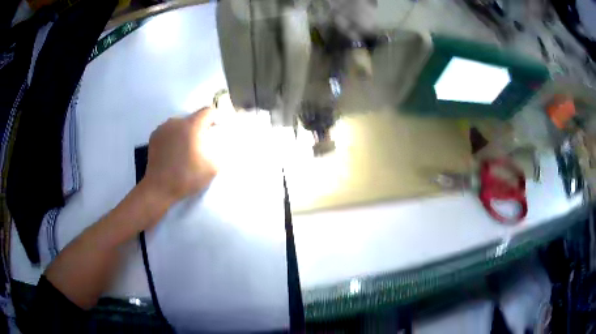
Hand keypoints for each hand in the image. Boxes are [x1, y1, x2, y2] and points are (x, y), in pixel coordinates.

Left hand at [142, 107, 216, 205]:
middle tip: (200, 144)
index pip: (208, 111)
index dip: (215, 119)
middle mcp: (176, 121)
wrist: (159, 188)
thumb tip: (220, 144)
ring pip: (180, 124)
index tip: (216, 131)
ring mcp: (163, 128)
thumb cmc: (187, 177)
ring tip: (185, 149)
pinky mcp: (154, 136)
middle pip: (193, 118)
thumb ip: (220, 151)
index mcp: (192, 126)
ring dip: (185, 132)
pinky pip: (169, 131)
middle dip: (199, 128)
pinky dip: (173, 137)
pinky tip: (173, 152)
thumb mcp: (212, 168)